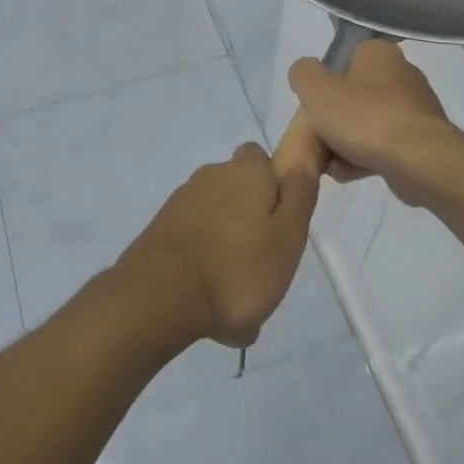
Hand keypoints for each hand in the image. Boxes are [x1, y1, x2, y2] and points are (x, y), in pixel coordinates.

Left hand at [117, 145, 318, 348]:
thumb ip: (299, 196)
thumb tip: (302, 161)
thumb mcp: (288, 236)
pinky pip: (194, 243)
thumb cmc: (238, 268)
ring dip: (227, 248)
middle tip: (264, 265)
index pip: (260, 159)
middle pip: (238, 191)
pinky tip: (210, 304)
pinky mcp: (160, 230)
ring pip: (216, 221)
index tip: (282, 222)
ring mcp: (180, 202)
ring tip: (237, 297)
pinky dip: (204, 265)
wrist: (161, 296)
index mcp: (244, 171)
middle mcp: (210, 176)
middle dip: (250, 221)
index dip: (274, 185)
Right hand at [288, 40, 459, 203]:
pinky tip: (352, 174)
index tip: (314, 108)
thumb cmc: (364, 117)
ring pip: (365, 124)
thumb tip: (306, 75)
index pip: (342, 60)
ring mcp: (414, 108)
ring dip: (345, 144)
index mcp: (378, 52)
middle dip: (332, 122)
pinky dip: (365, 158)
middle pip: (351, 96)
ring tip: (333, 164)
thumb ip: (303, 74)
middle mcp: (401, 73)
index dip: (323, 85)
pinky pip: (383, 145)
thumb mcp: (315, 89)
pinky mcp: (422, 139)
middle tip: (319, 141)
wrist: (419, 161)